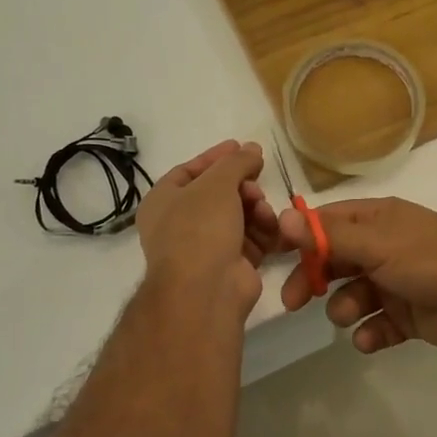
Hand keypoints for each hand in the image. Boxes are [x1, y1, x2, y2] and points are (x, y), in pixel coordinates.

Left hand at [137, 141, 283, 316]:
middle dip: (243, 186)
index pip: (190, 171)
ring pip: (239, 216)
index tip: (243, 147)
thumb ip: (236, 162)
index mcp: (163, 202)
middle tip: (257, 183)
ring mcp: (206, 248)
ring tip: (264, 211)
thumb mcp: (217, 183)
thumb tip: (252, 149)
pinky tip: (273, 228)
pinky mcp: (231, 266)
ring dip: (256, 209)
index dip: (217, 158)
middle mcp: (180, 224)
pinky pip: (251, 240)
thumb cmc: (200, 228)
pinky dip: (264, 232)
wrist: (206, 289)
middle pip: (219, 194)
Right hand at [277, 197, 436, 352]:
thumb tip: (281, 218)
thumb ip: (328, 236)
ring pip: (354, 295)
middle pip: (336, 261)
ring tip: (349, 316)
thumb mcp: (375, 243)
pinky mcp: (409, 315)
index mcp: (377, 220)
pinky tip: (370, 339)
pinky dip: (370, 333)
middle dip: (314, 279)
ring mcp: (397, 282)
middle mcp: (385, 247)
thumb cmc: (427, 259)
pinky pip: (378, 324)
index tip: (277, 256)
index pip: (329, 222)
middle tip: (294, 301)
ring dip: (344, 308)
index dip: (302, 237)